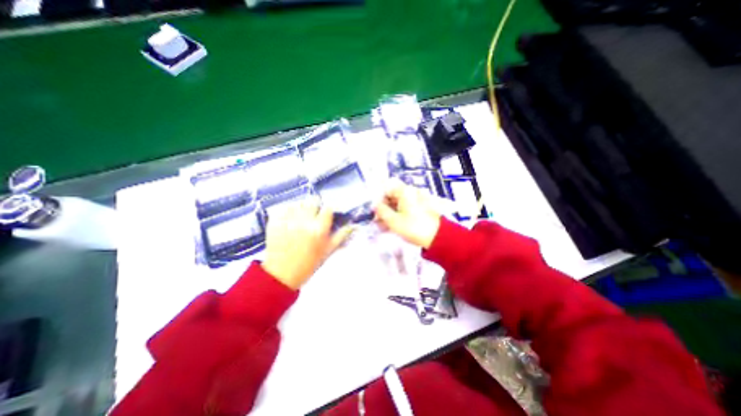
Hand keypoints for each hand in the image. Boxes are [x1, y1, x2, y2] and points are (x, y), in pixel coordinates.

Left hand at [262, 200, 353, 289]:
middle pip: (313, 201)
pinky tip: (289, 220)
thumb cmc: (309, 263)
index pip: (328, 208)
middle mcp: (304, 220)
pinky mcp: (275, 221)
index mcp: (319, 228)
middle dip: (315, 207)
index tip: (327, 215)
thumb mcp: (328, 250)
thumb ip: (342, 235)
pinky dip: (288, 211)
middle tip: (314, 216)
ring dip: (302, 208)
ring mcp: (288, 219)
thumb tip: (353, 225)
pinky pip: (284, 208)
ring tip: (301, 218)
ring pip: (299, 203)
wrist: (281, 274)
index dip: (328, 210)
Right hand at [378, 179, 438, 250]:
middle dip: (382, 208)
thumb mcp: (393, 220)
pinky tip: (390, 226)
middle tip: (376, 220)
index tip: (373, 211)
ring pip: (397, 204)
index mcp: (404, 191)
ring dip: (388, 214)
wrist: (437, 237)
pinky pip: (404, 209)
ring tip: (382, 226)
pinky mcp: (419, 209)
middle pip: (392, 197)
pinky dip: (397, 216)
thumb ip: (381, 211)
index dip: (378, 199)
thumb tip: (375, 205)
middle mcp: (410, 193)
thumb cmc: (413, 227)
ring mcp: (416, 200)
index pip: (386, 189)